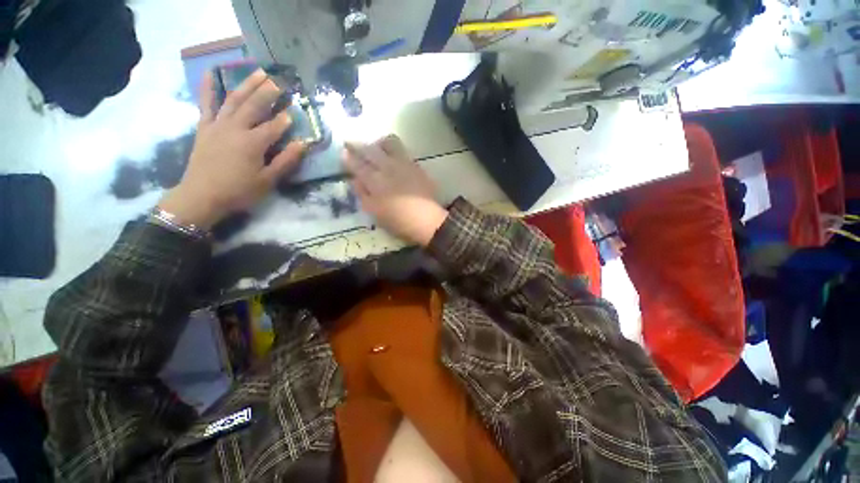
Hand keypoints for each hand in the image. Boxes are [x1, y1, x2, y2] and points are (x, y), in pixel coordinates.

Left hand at [158, 69, 306, 228]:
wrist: (201, 196)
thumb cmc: (239, 191)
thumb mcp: (268, 181)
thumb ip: (286, 161)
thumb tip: (302, 145)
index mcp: (253, 143)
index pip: (274, 126)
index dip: (286, 119)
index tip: (296, 110)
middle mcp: (236, 128)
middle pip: (255, 105)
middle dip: (269, 92)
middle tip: (281, 81)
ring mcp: (218, 125)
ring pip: (234, 99)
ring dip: (248, 84)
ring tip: (259, 71)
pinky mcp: (205, 127)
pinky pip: (206, 104)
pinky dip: (208, 87)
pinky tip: (210, 72)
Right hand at [342, 135, 447, 246]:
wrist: (427, 220)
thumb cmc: (398, 221)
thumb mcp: (374, 212)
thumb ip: (363, 194)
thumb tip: (355, 180)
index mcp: (374, 181)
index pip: (357, 165)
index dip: (348, 157)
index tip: (343, 151)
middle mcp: (387, 167)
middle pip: (369, 150)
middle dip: (358, 145)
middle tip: (351, 142)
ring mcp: (403, 164)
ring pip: (388, 143)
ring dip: (378, 143)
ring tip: (376, 147)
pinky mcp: (416, 166)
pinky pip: (403, 151)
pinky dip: (394, 149)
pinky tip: (393, 156)